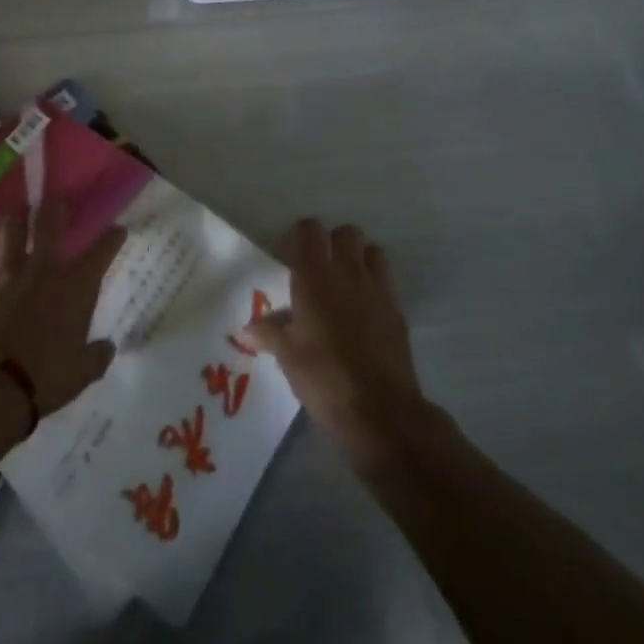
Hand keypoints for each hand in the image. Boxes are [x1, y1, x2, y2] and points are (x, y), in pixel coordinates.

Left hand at [0, 199, 125, 418]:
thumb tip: (108, 347)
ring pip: (9, 228)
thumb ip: (96, 357)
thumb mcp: (80, 375)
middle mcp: (41, 270)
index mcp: (73, 290)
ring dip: (14, 221)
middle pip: (49, 223)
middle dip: (54, 207)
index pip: (100, 255)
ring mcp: (4, 271)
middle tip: (55, 201)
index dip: (111, 239)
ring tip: (16, 216)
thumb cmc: (42, 380)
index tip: (118, 229)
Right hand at [248, 220, 426, 460]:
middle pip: (346, 233)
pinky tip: (365, 311)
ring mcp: (377, 290)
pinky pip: (386, 282)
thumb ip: (268, 333)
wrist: (381, 412)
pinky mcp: (397, 311)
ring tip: (346, 283)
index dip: (300, 236)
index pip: (310, 231)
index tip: (290, 256)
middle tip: (319, 268)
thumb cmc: (324, 378)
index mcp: (315, 276)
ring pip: (372, 251)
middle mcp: (348, 273)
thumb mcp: (287, 356)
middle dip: (333, 242)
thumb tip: (245, 329)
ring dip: (359, 258)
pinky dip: (375, 285)